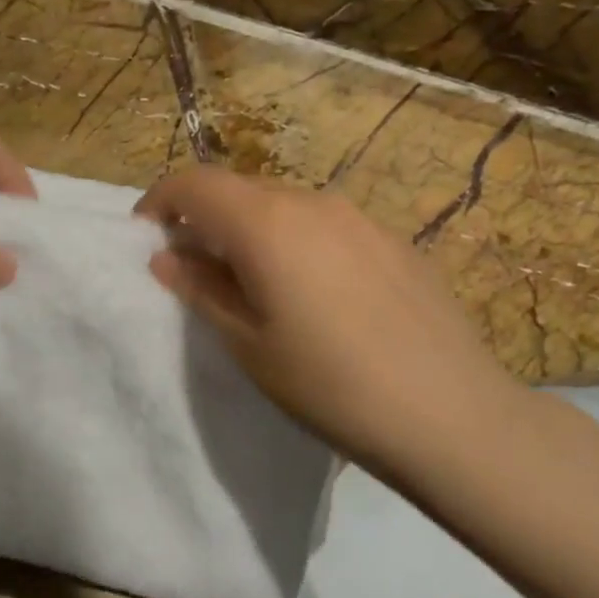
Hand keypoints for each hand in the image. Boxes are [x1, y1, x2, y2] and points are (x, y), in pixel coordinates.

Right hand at [137, 168, 527, 478]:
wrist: (451, 414)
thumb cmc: (330, 385)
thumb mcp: (249, 344)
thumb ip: (202, 290)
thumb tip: (168, 256)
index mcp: (267, 223)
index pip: (195, 183)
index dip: (160, 201)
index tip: (147, 236)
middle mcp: (313, 203)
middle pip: (241, 190)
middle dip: (206, 218)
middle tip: (197, 269)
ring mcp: (361, 218)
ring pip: (286, 206)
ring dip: (254, 230)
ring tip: (256, 285)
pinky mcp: (395, 241)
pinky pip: (328, 226)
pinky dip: (299, 242)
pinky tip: (319, 296)